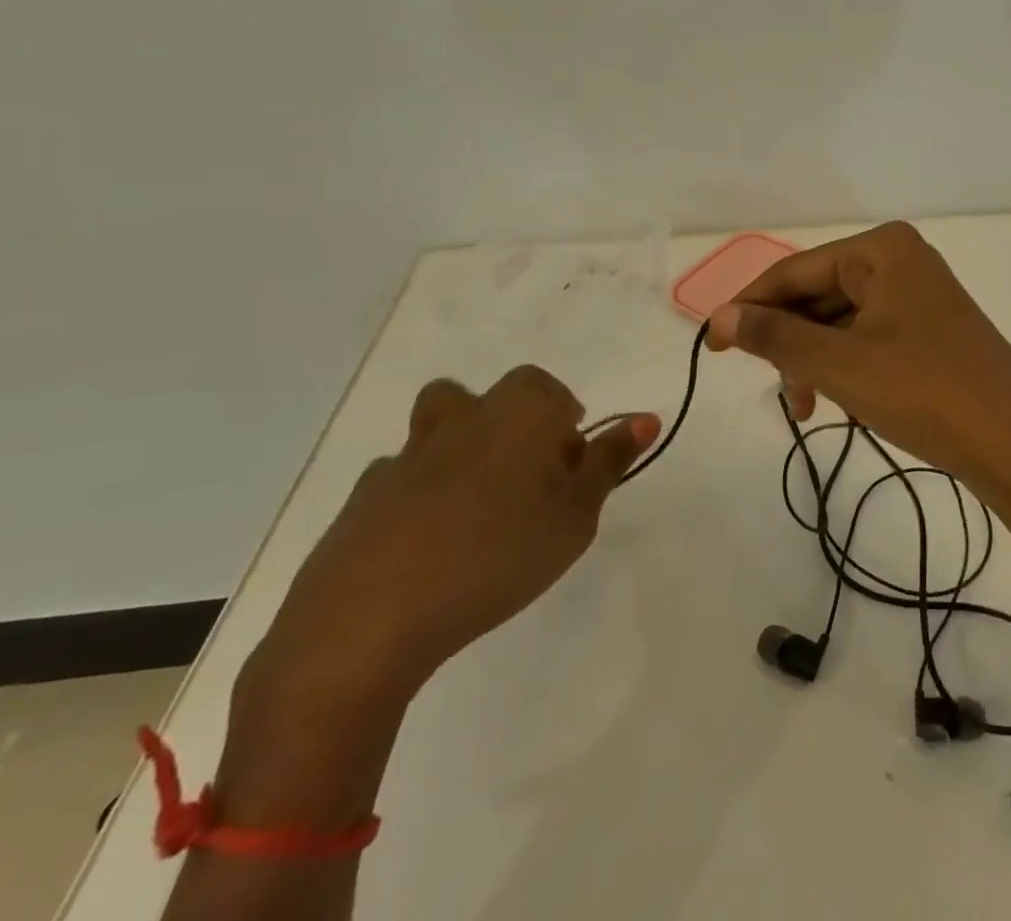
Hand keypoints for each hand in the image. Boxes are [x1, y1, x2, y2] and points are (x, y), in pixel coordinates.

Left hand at [251, 365, 659, 703]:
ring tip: (477, 506)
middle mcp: (464, 417)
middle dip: (516, 427)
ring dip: (462, 447)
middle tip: (528, 486)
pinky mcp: (363, 495)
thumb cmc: (498, 556)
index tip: (570, 473)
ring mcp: (408, 453)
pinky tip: (427, 544)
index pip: (552, 392)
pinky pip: (403, 475)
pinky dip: (421, 493)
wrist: (370, 618)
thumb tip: (647, 417)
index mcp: (519, 412)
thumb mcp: (576, 515)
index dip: (567, 426)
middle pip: (495, 399)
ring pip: (442, 425)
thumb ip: (610, 462)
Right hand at [705, 221, 1010, 512]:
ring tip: (809, 408)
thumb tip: (721, 317)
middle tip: (773, 389)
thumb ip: (776, 336)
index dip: (749, 306)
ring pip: (842, 321)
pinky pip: (870, 337)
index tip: (711, 345)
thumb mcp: (839, 364)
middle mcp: (902, 260)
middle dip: (791, 343)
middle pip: (819, 295)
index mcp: (882, 249)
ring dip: (817, 361)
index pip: (795, 271)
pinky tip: (847, 403)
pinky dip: (847, 367)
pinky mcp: (932, 328)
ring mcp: (921, 294)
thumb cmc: (923, 392)